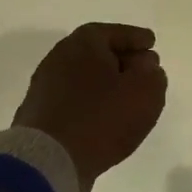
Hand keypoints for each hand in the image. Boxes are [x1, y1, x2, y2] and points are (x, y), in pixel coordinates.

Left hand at [13, 23, 167, 191]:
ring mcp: (44, 87)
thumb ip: (152, 74)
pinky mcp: (39, 114)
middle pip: (96, 53)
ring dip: (105, 84)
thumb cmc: (102, 118)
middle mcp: (59, 58)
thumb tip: (144, 66)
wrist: (50, 159)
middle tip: (143, 70)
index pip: (115, 32)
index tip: (151, 43)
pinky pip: (73, 100)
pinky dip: (91, 103)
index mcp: (83, 43)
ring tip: (125, 98)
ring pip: (84, 78)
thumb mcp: (144, 92)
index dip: (136, 38)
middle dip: (121, 59)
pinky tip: (103, 118)